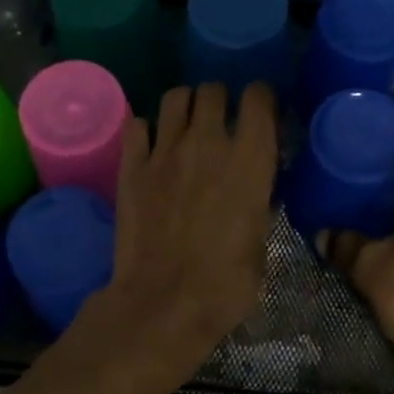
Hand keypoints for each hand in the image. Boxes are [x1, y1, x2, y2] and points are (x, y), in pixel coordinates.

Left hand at [96, 82, 278, 377]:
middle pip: (213, 90)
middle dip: (221, 99)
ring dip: (186, 106)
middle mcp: (208, 142)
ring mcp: (165, 151)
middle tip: (222, 120)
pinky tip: (152, 145)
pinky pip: (137, 126)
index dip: (261, 98)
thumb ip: (258, 204)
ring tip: (187, 125)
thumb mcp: (260, 243)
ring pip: (175, 97)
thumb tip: (254, 191)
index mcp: (250, 159)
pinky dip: (147, 129)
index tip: (262, 111)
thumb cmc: (226, 284)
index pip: (258, 97)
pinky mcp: (131, 167)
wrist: (164, 303)